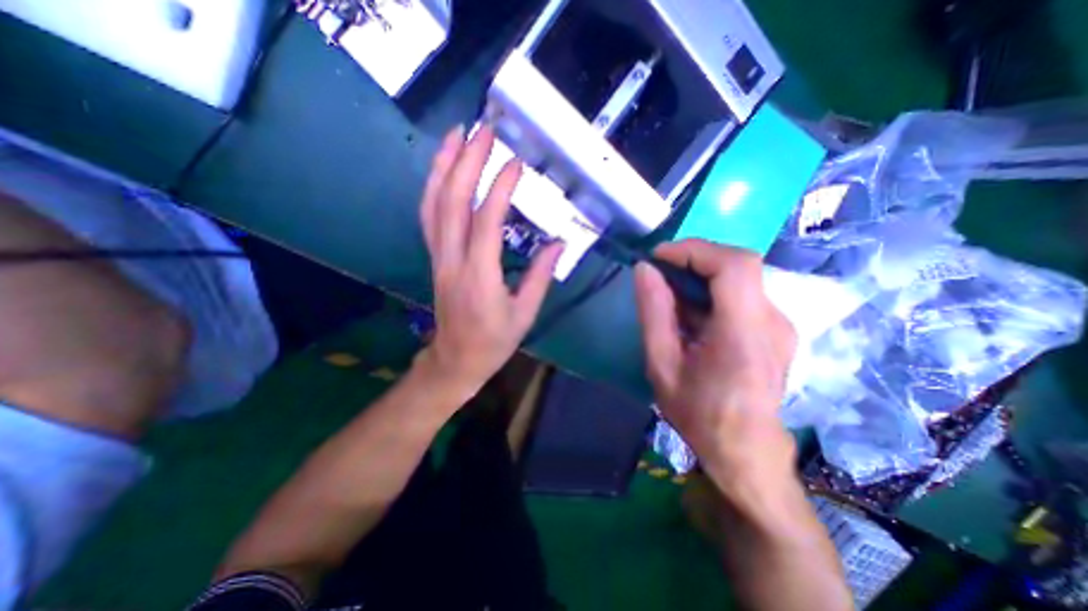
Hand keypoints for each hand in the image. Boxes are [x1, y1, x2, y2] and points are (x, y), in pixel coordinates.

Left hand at [419, 128, 565, 395]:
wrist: (456, 360)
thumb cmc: (494, 342)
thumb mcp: (525, 314)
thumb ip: (541, 276)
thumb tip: (559, 243)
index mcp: (481, 277)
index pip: (487, 221)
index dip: (501, 188)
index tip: (516, 162)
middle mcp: (453, 261)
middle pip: (453, 203)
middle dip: (466, 161)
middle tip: (483, 130)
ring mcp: (438, 258)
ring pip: (433, 205)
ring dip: (443, 166)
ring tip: (456, 135)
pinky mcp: (434, 258)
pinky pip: (429, 217)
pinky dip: (434, 187)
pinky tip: (444, 169)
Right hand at [639, 242, 797, 489]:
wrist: (745, 450)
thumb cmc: (698, 413)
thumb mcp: (661, 365)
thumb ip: (653, 313)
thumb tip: (645, 270)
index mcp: (744, 334)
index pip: (734, 265)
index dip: (695, 250)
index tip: (659, 257)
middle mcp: (772, 321)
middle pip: (737, 265)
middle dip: (693, 259)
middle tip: (659, 273)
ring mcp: (778, 324)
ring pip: (738, 277)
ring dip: (700, 276)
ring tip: (669, 296)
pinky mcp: (775, 328)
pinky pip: (741, 293)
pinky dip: (710, 291)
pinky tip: (690, 314)